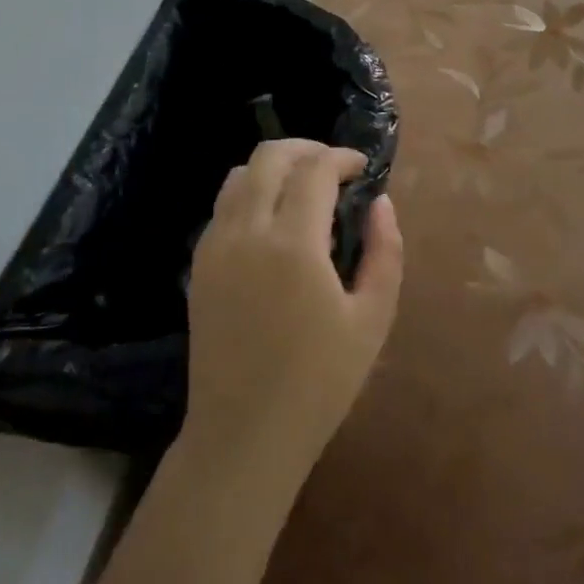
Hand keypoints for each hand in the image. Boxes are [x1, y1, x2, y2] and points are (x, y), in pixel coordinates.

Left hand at [182, 140, 403, 485]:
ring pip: (239, 175)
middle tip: (335, 167)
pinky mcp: (199, 265)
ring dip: (275, 168)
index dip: (342, 158)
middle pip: (269, 157)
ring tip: (304, 188)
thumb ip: (384, 252)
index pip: (315, 170)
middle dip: (306, 149)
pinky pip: (224, 206)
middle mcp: (247, 232)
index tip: (363, 168)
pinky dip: (251, 194)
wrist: (243, 434)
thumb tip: (381, 203)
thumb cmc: (319, 383)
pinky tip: (274, 221)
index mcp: (293, 244)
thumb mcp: (373, 319)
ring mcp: (215, 246)